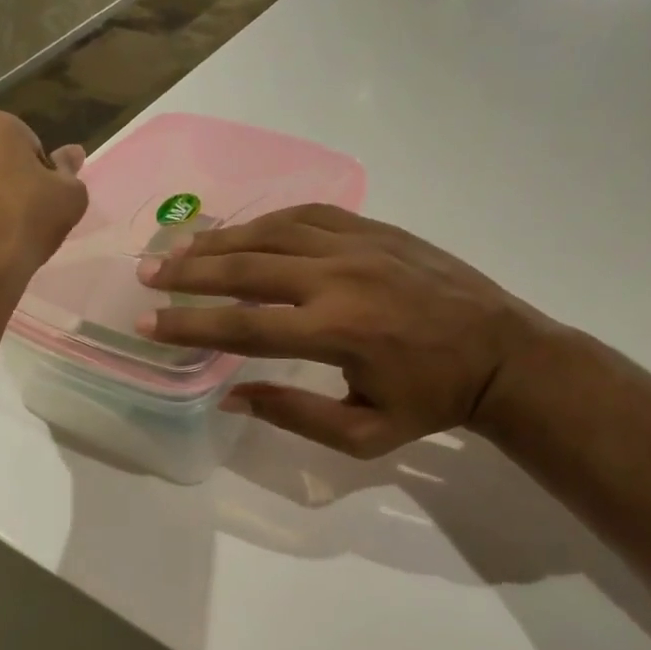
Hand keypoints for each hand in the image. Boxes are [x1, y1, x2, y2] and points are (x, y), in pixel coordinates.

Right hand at [137, 204, 545, 457]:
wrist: (503, 354)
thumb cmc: (432, 401)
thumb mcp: (364, 435)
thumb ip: (293, 415)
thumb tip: (230, 395)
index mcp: (337, 332)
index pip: (243, 327)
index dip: (189, 326)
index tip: (147, 325)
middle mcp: (339, 278)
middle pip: (247, 269)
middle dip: (190, 272)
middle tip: (148, 274)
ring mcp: (359, 245)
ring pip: (272, 233)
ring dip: (220, 240)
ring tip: (180, 248)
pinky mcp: (375, 228)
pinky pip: (308, 214)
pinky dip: (267, 220)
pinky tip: (243, 230)